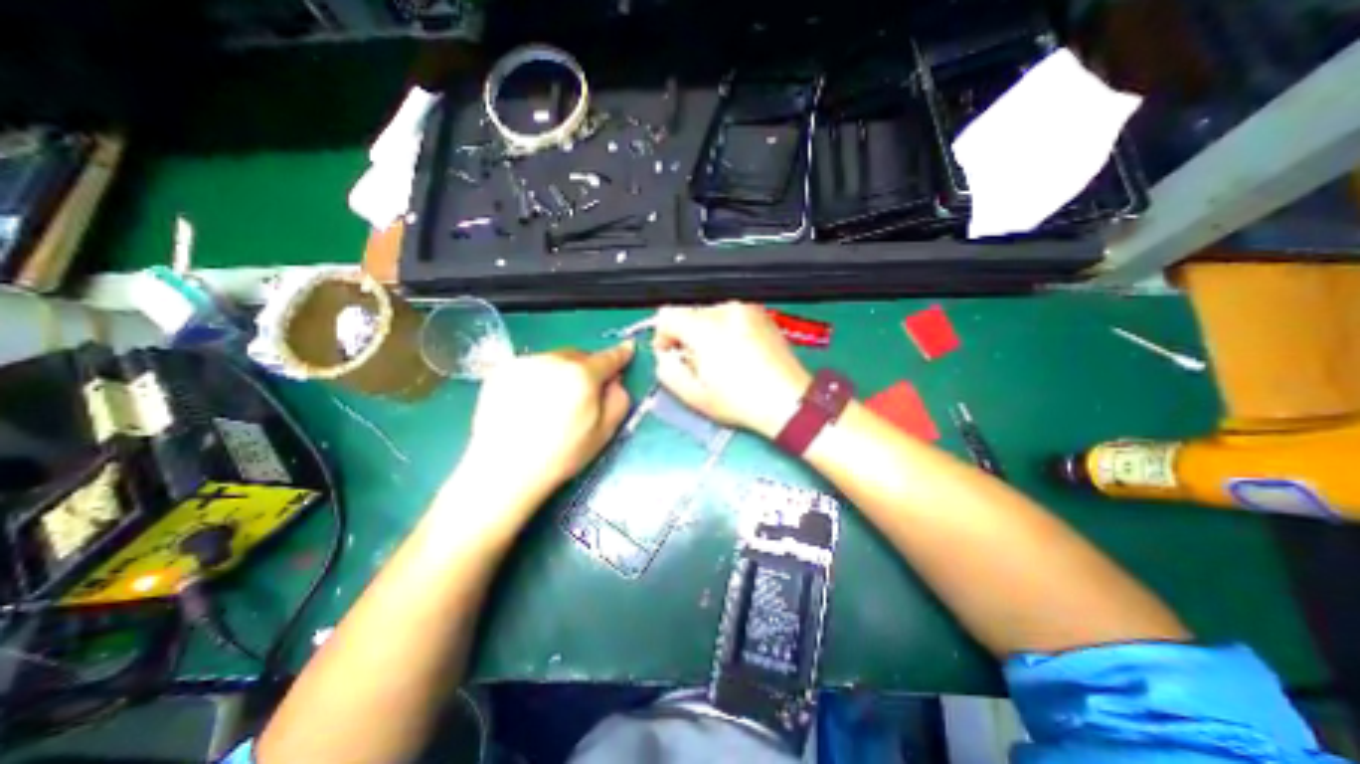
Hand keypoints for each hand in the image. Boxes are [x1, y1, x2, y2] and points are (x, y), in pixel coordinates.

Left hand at [460, 340, 633, 501]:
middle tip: (583, 393)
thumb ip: (619, 400)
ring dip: (561, 372)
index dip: (620, 354)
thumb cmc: (561, 455)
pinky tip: (531, 402)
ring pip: (554, 359)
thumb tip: (615, 381)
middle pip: (579, 356)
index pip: (608, 358)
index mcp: (582, 376)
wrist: (504, 469)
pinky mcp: (502, 370)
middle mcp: (554, 360)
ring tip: (553, 401)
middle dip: (586, 369)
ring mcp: (525, 363)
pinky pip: (531, 366)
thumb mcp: (604, 432)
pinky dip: (538, 377)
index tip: (627, 349)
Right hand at [652, 301, 811, 436]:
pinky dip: (725, 330)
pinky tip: (736, 353)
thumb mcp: (694, 395)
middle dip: (686, 336)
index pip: (668, 315)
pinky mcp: (761, 314)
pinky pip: (731, 316)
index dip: (663, 335)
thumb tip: (665, 355)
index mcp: (706, 328)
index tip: (671, 353)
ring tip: (719, 360)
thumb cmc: (741, 402)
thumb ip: (667, 371)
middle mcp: (726, 311)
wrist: (789, 401)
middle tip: (696, 363)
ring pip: (710, 314)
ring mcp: (747, 310)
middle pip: (689, 313)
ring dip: (705, 332)